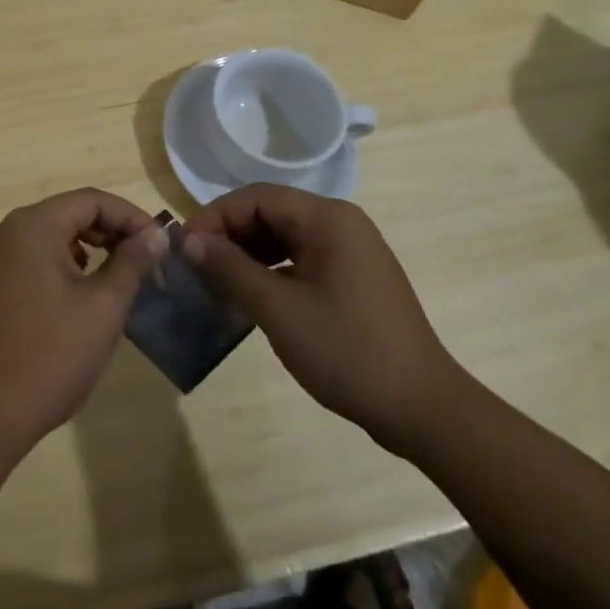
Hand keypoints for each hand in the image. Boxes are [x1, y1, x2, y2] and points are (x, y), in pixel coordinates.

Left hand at [0, 188, 167, 459]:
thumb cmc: (49, 357)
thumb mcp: (103, 308)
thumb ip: (132, 262)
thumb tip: (156, 234)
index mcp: (33, 225)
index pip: (91, 200)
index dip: (130, 216)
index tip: (160, 243)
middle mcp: (7, 229)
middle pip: (69, 213)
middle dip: (110, 231)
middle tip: (145, 261)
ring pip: (51, 235)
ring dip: (88, 247)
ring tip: (118, 277)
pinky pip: (33, 257)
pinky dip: (62, 264)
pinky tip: (81, 294)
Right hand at [183, 184, 464, 458]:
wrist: (425, 411)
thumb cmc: (349, 352)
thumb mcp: (280, 310)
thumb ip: (231, 269)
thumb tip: (188, 240)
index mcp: (327, 218)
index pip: (255, 197)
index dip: (215, 217)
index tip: (184, 249)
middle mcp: (340, 223)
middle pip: (269, 213)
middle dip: (229, 236)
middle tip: (195, 268)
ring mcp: (350, 250)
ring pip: (283, 237)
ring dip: (247, 255)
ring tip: (217, 283)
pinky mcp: (353, 277)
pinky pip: (300, 259)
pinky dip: (271, 271)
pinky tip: (252, 297)